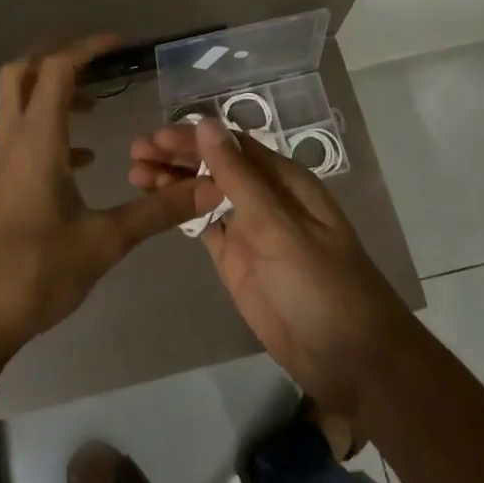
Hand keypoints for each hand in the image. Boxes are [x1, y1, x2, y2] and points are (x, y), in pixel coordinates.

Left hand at [0, 35, 206, 360]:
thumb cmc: (36, 272)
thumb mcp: (105, 241)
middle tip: (98, 61)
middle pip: (21, 72)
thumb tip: (210, 188)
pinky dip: (50, 131)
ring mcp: (1, 163)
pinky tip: (82, 162)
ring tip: (97, 108)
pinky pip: (22, 138)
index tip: (121, 45)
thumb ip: (158, 211)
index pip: (57, 70)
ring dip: (52, 93)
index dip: (87, 48)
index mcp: (38, 141)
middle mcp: (14, 141)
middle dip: (57, 56)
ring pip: (17, 104)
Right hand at [128, 116, 413, 414]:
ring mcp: (250, 232)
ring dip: (173, 182)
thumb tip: (207, 123)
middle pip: (215, 166)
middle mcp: (266, 199)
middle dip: (176, 156)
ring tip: (134, 176)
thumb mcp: (279, 226)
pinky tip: (155, 205)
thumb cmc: (321, 285)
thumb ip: (240, 177)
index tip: (152, 137)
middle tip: (133, 154)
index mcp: (284, 181)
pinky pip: (205, 228)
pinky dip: (181, 214)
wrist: (350, 359)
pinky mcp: (237, 263)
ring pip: (205, 195)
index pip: (231, 145)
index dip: (191, 138)